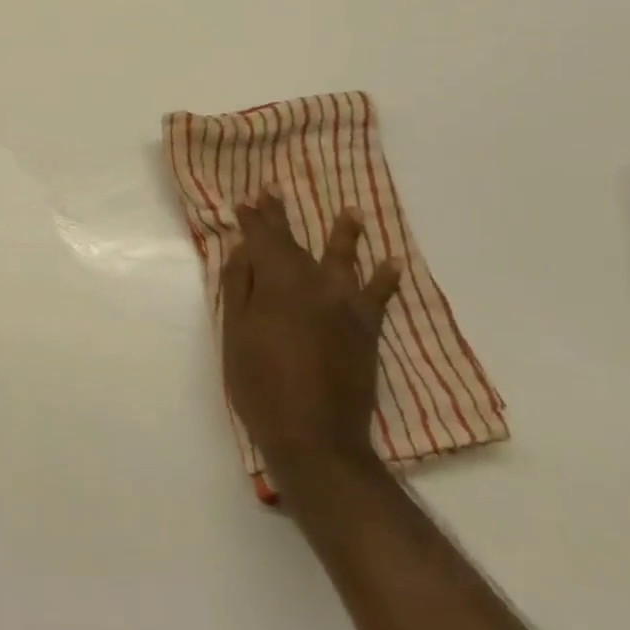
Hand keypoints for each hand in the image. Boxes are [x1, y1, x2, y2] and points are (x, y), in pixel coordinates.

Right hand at [221, 191, 400, 490]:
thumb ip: (239, 286)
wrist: (315, 436)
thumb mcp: (235, 333)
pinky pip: (379, 296)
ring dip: (344, 233)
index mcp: (278, 281)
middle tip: (273, 192)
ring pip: (343, 258)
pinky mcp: (366, 329)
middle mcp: (314, 283)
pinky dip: (386, 278)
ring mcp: (345, 304)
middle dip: (281, 218)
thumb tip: (243, 248)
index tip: (246, 201)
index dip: (254, 219)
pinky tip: (393, 263)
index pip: (263, 238)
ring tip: (351, 212)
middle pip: (295, 243)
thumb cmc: (261, 384)